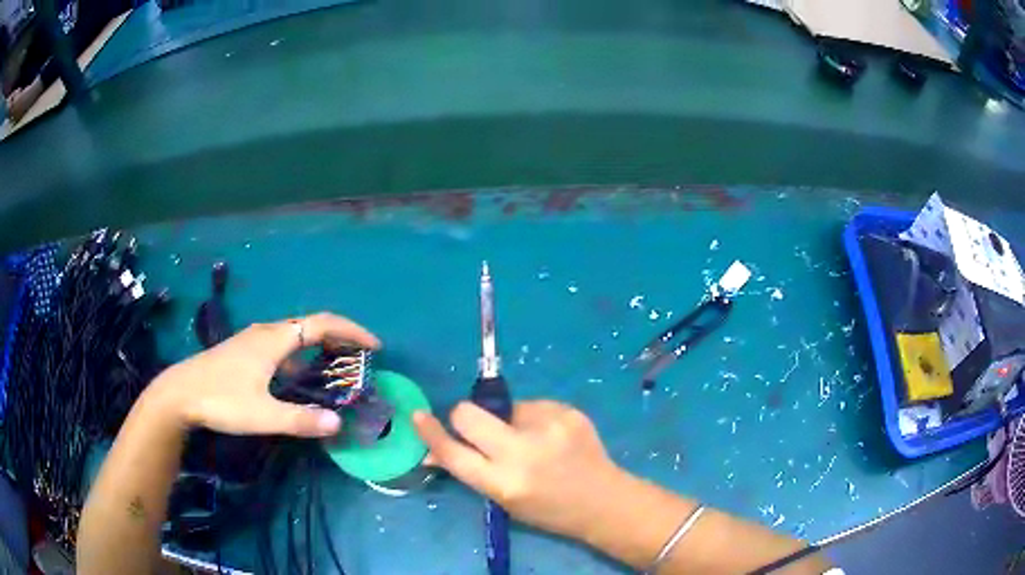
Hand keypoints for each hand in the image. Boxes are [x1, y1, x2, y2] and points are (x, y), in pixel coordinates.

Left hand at [146, 312, 379, 437]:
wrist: (179, 393)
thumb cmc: (221, 399)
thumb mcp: (262, 415)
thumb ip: (301, 421)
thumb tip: (338, 423)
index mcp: (274, 339)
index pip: (322, 324)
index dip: (351, 331)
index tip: (374, 347)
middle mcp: (266, 332)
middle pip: (310, 324)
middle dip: (339, 337)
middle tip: (360, 358)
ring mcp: (252, 340)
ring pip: (294, 334)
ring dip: (319, 344)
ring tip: (335, 365)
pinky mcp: (243, 351)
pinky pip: (281, 344)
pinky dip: (301, 353)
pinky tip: (298, 375)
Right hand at [413, 400, 623, 539]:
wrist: (603, 501)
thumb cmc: (549, 509)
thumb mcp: (504, 499)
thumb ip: (470, 471)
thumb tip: (433, 450)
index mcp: (503, 482)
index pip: (453, 452)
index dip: (431, 433)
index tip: (418, 416)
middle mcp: (522, 452)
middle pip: (468, 413)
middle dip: (465, 417)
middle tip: (482, 429)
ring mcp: (548, 427)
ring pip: (503, 406)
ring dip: (507, 420)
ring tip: (533, 440)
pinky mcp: (567, 411)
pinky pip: (533, 405)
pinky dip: (534, 419)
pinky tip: (553, 436)